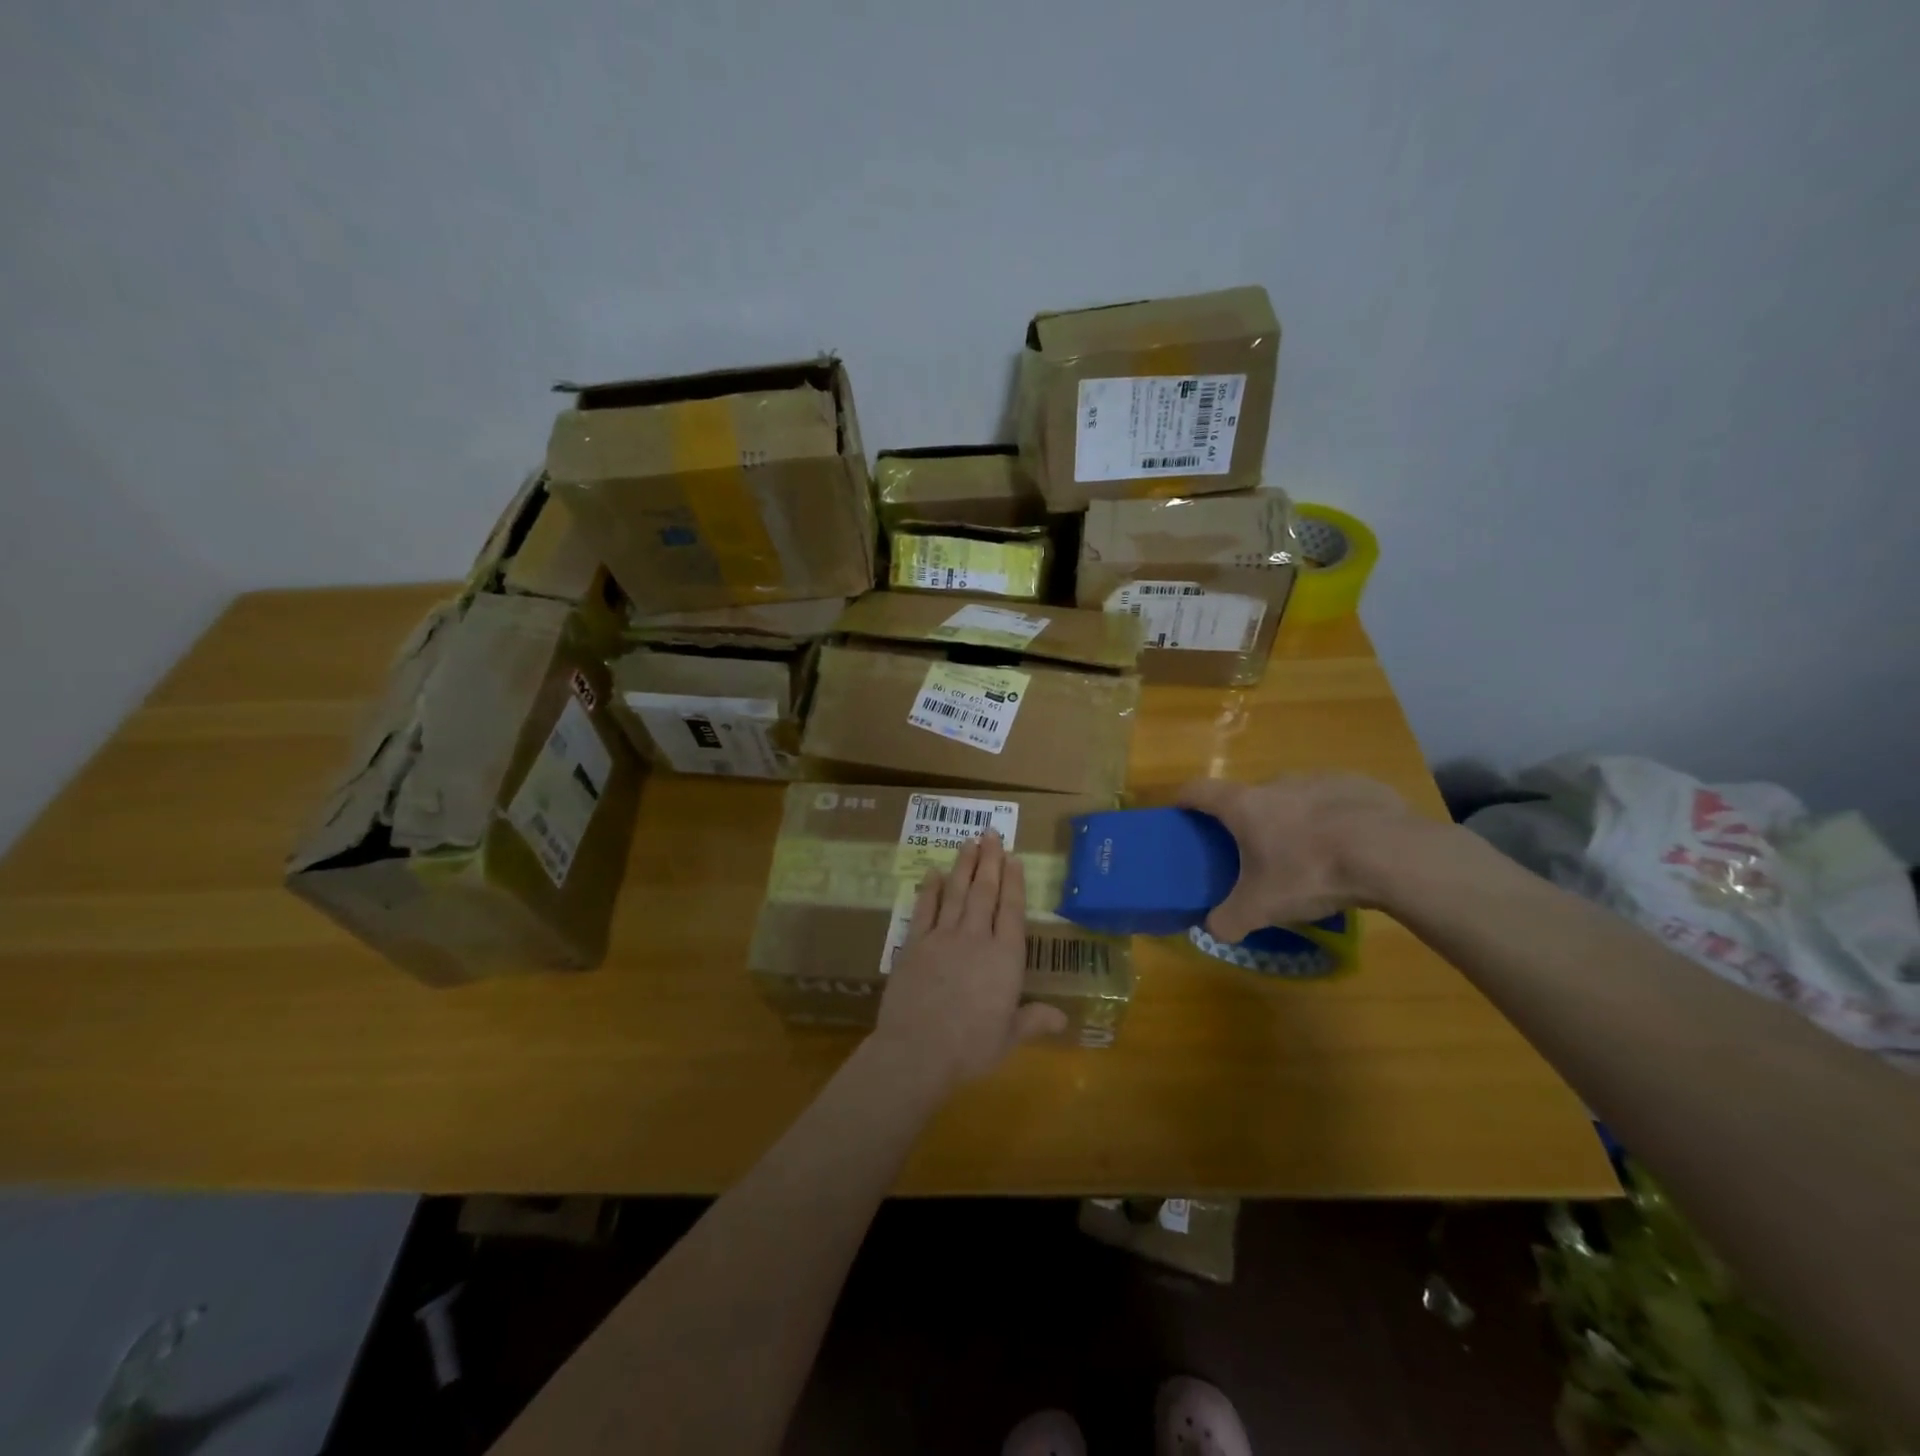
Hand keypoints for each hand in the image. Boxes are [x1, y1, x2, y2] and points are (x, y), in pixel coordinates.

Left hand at [872, 832, 1067, 1089]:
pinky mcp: (914, 944)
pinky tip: (932, 872)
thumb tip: (1063, 1020)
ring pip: (956, 892)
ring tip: (968, 841)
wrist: (917, 1051)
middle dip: (989, 860)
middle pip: (984, 892)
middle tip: (991, 833)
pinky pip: (924, 909)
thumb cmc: (970, 1048)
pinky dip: (929, 889)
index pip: (1012, 911)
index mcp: (1004, 959)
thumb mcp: (1008, 1038)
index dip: (1014, 882)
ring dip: (963, 865)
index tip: (1014, 857)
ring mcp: (942, 937)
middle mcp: (975, 938)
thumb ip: (1033, 1021)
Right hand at [1175, 773, 1419, 939]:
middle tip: (1253, 852)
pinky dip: (1333, 820)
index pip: (1198, 790)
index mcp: (1244, 805)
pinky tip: (1350, 849)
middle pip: (1249, 796)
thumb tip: (1213, 930)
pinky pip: (1336, 801)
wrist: (1390, 854)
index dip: (1183, 799)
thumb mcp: (1262, 907)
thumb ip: (1229, 919)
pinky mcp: (1360, 785)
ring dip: (1292, 819)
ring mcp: (1320, 779)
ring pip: (1294, 798)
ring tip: (1307, 854)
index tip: (1179, 812)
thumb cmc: (1310, 871)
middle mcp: (1277, 782)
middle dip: (1246, 819)